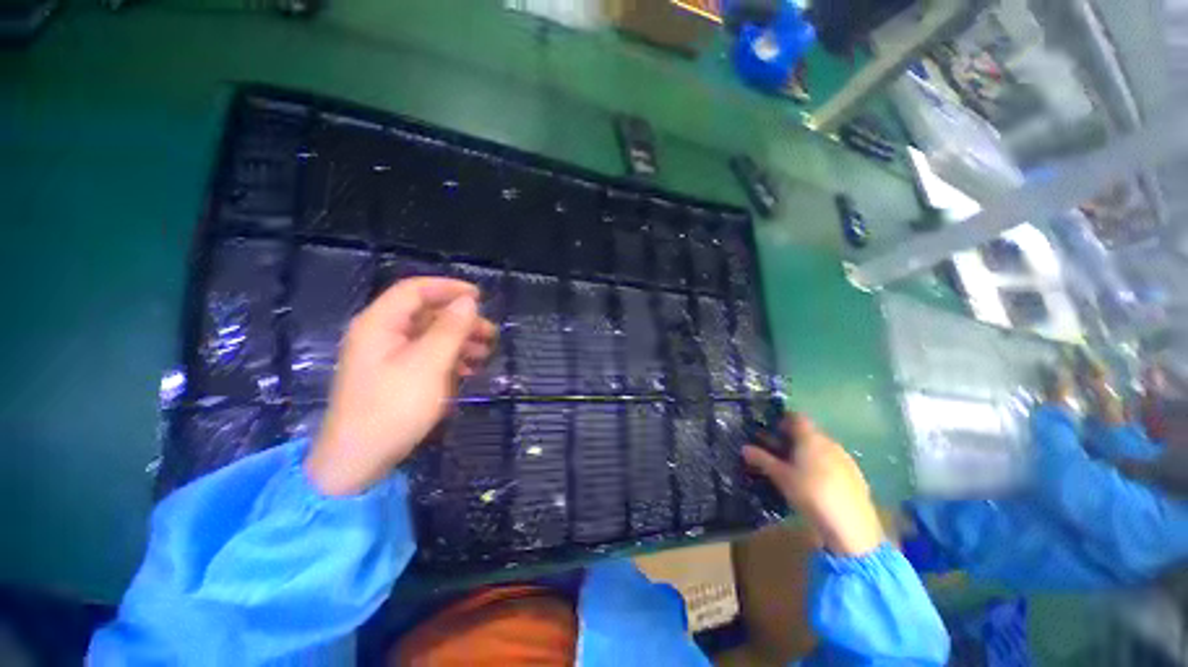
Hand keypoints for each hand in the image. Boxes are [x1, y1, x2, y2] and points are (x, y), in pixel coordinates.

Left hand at [305, 278, 496, 495]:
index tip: (480, 297)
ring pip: (428, 335)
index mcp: (379, 323)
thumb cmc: (393, 407)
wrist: (357, 461)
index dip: (448, 288)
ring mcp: (385, 357)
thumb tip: (468, 301)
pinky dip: (448, 358)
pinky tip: (467, 371)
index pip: (415, 290)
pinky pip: (425, 356)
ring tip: (485, 354)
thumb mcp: (429, 364)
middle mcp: (380, 334)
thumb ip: (450, 329)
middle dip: (460, 320)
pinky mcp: (393, 376)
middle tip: (490, 334)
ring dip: (458, 340)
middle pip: (424, 313)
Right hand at [742, 415, 883, 556]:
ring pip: (820, 448)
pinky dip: (820, 465)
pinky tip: (814, 483)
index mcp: (811, 437)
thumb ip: (762, 459)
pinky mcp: (855, 476)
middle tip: (775, 450)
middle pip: (808, 433)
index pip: (796, 417)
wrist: (851, 527)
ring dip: (806, 452)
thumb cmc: (810, 493)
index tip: (769, 429)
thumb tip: (744, 448)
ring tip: (792, 468)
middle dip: (791, 438)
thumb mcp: (781, 476)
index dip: (782, 420)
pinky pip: (832, 462)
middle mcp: (829, 442)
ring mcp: (845, 459)